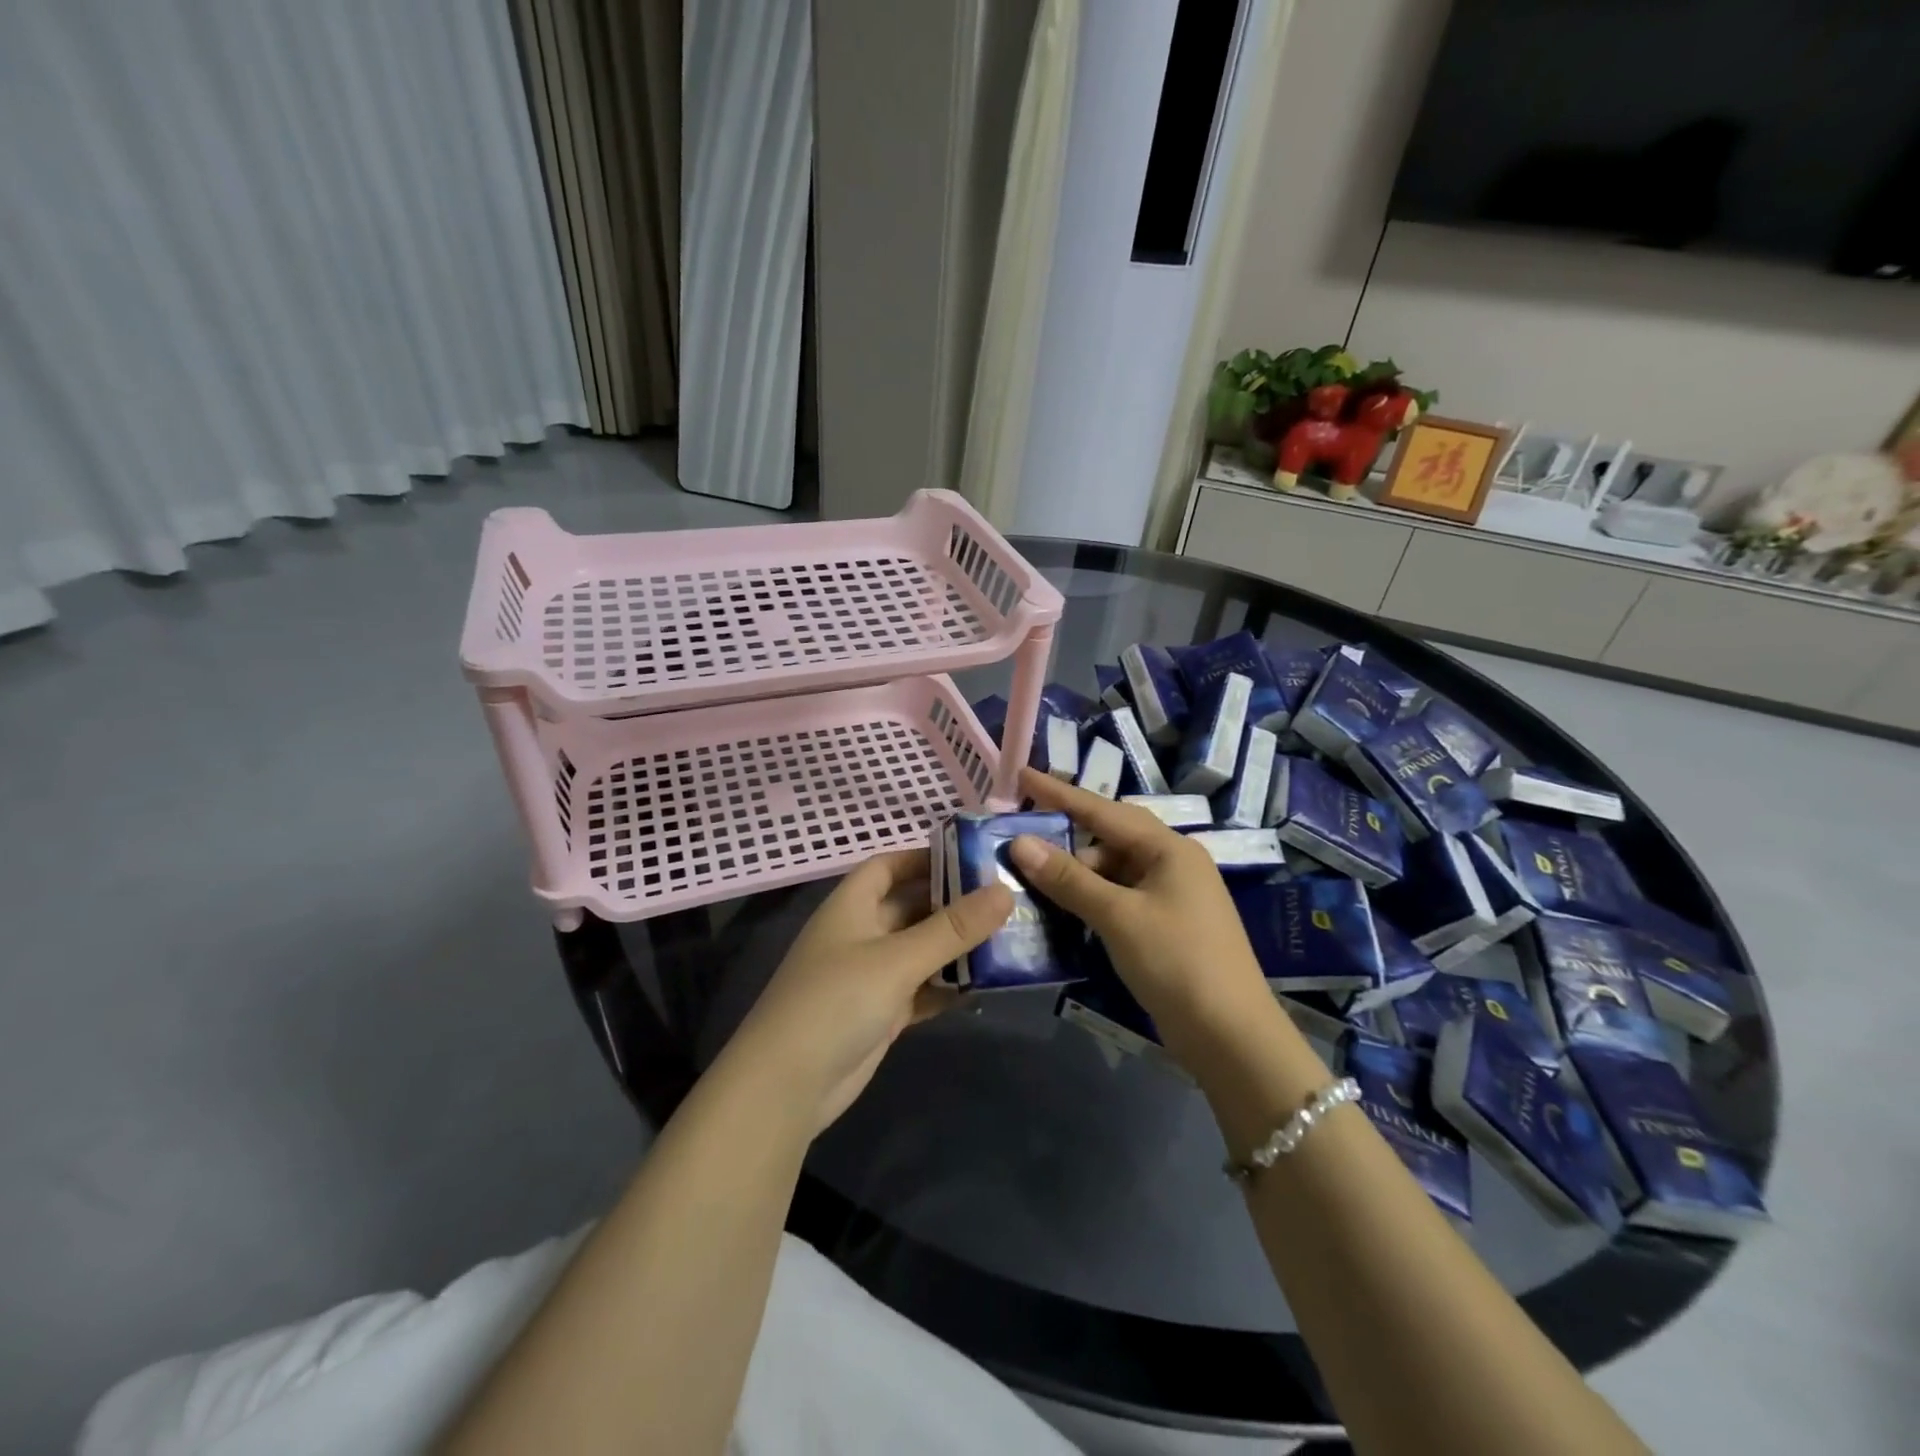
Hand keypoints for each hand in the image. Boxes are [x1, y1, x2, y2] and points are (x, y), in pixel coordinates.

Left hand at [720, 849, 1012, 1135]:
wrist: (787, 1086)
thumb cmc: (837, 1001)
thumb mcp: (898, 959)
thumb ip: (953, 928)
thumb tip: (1004, 890)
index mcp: (852, 905)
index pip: (889, 865)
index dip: (926, 857)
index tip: (974, 858)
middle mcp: (861, 933)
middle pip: (911, 907)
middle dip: (953, 903)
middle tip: (1006, 899)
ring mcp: (870, 976)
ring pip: (920, 950)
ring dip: (956, 947)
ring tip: (1009, 939)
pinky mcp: (881, 1013)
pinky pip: (921, 989)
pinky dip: (947, 986)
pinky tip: (985, 986)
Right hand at [1008, 769, 1278, 1057]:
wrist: (1231, 1037)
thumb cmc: (1177, 962)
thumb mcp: (1118, 917)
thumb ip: (1068, 879)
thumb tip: (1020, 843)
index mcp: (1169, 849)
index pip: (1104, 810)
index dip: (1060, 793)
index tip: (1023, 775)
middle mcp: (1172, 864)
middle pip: (1108, 840)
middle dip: (1065, 840)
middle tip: (1019, 842)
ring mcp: (1171, 897)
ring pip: (1112, 873)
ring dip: (1075, 876)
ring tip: (1030, 881)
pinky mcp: (1165, 927)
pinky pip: (1118, 900)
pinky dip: (1090, 901)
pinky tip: (1062, 911)